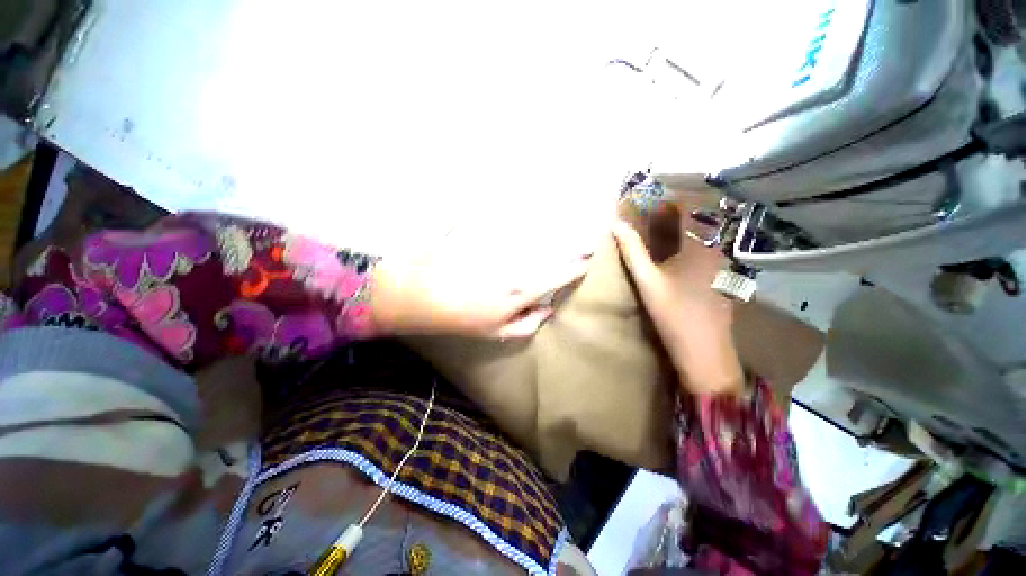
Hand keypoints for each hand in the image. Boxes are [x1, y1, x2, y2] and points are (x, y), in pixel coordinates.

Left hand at [369, 241, 588, 338]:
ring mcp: (502, 245)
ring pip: (538, 235)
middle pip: (553, 250)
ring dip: (556, 232)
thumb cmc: (461, 318)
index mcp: (523, 289)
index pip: (559, 274)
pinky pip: (513, 224)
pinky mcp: (487, 232)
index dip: (576, 267)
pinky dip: (527, 222)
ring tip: (570, 229)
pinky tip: (534, 221)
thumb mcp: (497, 332)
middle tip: (589, 241)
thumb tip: (549, 309)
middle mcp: (518, 263)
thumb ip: (529, 323)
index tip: (588, 261)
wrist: (421, 293)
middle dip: (574, 245)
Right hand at [612, 202, 743, 396]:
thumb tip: (616, 223)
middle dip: (668, 217)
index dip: (666, 199)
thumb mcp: (647, 280)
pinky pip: (700, 255)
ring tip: (653, 236)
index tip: (646, 200)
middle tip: (644, 219)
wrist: (705, 352)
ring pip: (696, 240)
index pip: (686, 208)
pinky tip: (670, 261)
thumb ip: (632, 250)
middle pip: (691, 223)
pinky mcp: (719, 281)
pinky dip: (684, 250)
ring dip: (675, 233)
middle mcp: (715, 250)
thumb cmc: (674, 313)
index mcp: (700, 245)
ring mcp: (720, 267)